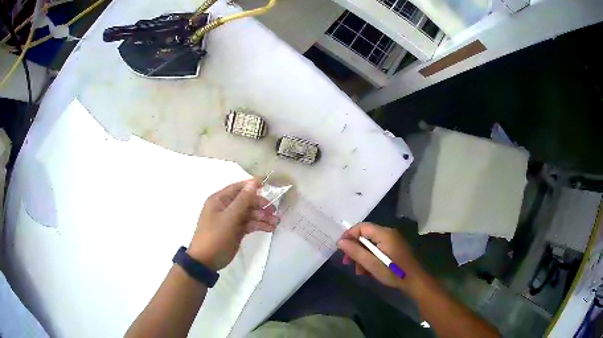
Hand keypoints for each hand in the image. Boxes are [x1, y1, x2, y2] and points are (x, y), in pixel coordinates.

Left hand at [187, 179, 277, 270]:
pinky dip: (259, 225)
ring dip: (263, 217)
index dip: (251, 185)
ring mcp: (231, 220)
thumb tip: (253, 182)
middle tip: (274, 211)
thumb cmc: (215, 236)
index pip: (237, 188)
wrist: (206, 260)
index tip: (267, 185)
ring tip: (275, 223)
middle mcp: (225, 207)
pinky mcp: (236, 231)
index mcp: (219, 200)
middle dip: (260, 205)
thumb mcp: (229, 217)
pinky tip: (270, 228)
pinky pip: (250, 224)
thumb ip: (242, 200)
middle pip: (246, 201)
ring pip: (250, 214)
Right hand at [337, 222, 425, 294]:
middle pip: (365, 235)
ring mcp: (392, 240)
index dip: (349, 235)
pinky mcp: (394, 248)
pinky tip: (368, 270)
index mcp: (384, 234)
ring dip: (362, 256)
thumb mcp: (372, 264)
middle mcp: (389, 233)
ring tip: (359, 271)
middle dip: (355, 249)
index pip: (362, 227)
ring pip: (370, 244)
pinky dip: (370, 257)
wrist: (415, 281)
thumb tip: (340, 242)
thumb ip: (356, 252)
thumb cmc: (394, 272)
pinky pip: (377, 248)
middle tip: (348, 262)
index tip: (340, 249)